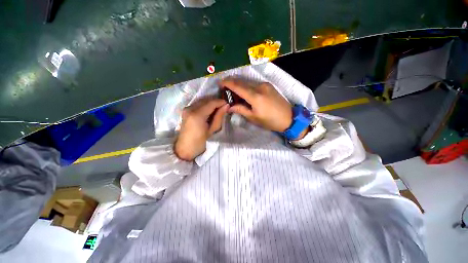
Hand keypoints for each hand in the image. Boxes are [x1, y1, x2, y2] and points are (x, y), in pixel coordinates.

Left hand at [174, 98, 228, 160]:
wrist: (185, 149)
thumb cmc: (200, 142)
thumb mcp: (212, 130)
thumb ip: (219, 116)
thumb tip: (226, 106)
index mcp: (197, 115)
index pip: (211, 103)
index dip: (220, 102)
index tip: (228, 105)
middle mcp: (190, 108)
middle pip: (206, 100)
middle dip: (216, 102)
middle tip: (224, 107)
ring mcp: (187, 109)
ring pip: (202, 101)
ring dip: (211, 103)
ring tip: (218, 109)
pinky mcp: (185, 111)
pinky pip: (198, 104)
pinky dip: (205, 105)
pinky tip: (210, 111)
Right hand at [220, 79, 292, 132]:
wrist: (289, 118)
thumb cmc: (270, 121)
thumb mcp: (253, 117)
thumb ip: (240, 109)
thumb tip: (229, 106)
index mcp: (255, 96)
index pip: (238, 86)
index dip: (227, 83)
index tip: (220, 83)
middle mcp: (260, 87)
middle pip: (242, 82)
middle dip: (232, 84)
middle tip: (225, 89)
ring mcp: (265, 85)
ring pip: (248, 83)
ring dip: (240, 86)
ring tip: (234, 93)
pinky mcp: (269, 86)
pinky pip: (254, 84)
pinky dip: (247, 87)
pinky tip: (245, 93)